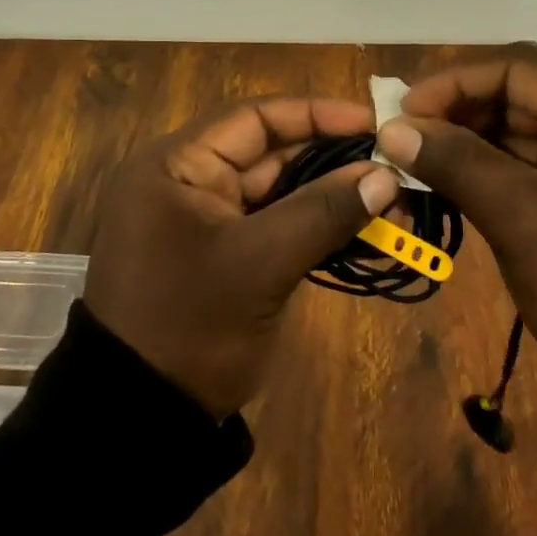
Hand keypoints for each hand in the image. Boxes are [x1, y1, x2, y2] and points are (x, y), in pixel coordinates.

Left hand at [84, 97, 398, 417]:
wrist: (142, 420)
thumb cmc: (190, 326)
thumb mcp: (259, 263)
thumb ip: (322, 212)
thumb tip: (385, 175)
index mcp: (177, 165)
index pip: (253, 118)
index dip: (316, 115)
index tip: (373, 124)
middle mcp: (189, 181)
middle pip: (271, 153)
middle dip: (334, 162)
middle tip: (395, 169)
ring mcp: (207, 220)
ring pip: (280, 192)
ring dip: (333, 198)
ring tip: (393, 205)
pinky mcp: (225, 255)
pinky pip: (277, 227)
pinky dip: (318, 229)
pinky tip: (367, 236)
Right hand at [376, 53, 536, 370]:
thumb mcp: (522, 220)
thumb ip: (455, 162)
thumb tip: (392, 128)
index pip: (521, 69)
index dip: (455, 83)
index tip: (403, 111)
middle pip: (525, 93)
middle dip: (461, 111)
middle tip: (405, 135)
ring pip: (530, 125)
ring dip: (475, 138)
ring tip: (420, 156)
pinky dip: (498, 163)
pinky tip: (456, 174)